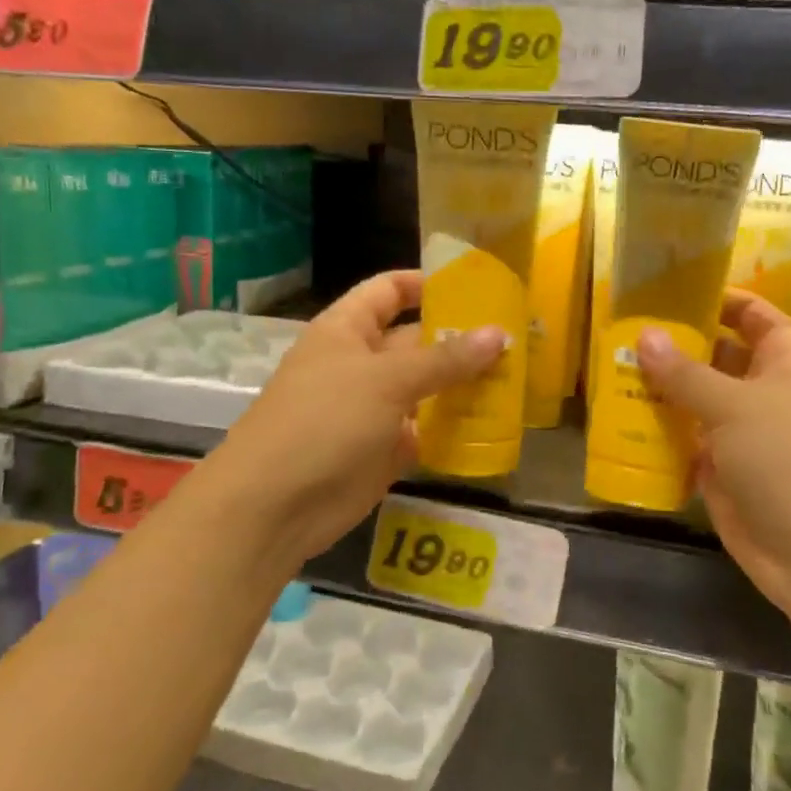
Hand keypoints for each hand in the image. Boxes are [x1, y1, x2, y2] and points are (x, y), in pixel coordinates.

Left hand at [194, 271, 503, 579]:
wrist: (274, 507)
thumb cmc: (325, 421)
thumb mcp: (387, 380)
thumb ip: (445, 359)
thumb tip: (499, 334)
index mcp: (346, 330)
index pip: (388, 291)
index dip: (426, 283)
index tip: (475, 286)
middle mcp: (360, 364)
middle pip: (415, 341)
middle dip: (459, 339)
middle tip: (515, 338)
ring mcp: (372, 409)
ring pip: (425, 387)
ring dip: (463, 384)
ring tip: (516, 376)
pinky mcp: (383, 450)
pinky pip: (426, 430)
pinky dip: (454, 427)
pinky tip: (494, 422)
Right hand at [635, 292, 790, 622]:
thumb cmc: (789, 459)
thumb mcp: (735, 406)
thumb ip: (685, 372)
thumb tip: (644, 335)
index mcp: (786, 361)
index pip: (752, 315)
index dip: (718, 299)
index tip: (668, 290)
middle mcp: (766, 391)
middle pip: (716, 357)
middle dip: (675, 346)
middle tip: (620, 331)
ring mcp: (743, 434)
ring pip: (696, 401)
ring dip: (660, 390)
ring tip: (608, 370)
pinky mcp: (722, 473)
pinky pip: (685, 442)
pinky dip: (658, 434)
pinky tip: (617, 420)